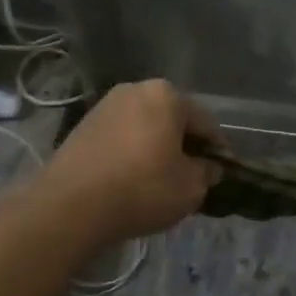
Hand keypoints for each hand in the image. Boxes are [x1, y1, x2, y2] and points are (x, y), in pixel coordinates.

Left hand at [39, 80, 221, 246]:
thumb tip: (209, 168)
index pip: (205, 122)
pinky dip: (132, 154)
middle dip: (184, 145)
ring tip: (161, 181)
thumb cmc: (142, 188)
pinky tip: (132, 180)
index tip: (223, 172)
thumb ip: (207, 173)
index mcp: (166, 95)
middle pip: (172, 120)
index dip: (218, 149)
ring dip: (156, 148)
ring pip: (144, 128)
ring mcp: (105, 106)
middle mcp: (135, 90)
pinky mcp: (83, 126)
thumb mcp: (190, 188)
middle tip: (192, 176)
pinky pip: (121, 138)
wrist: (71, 204)